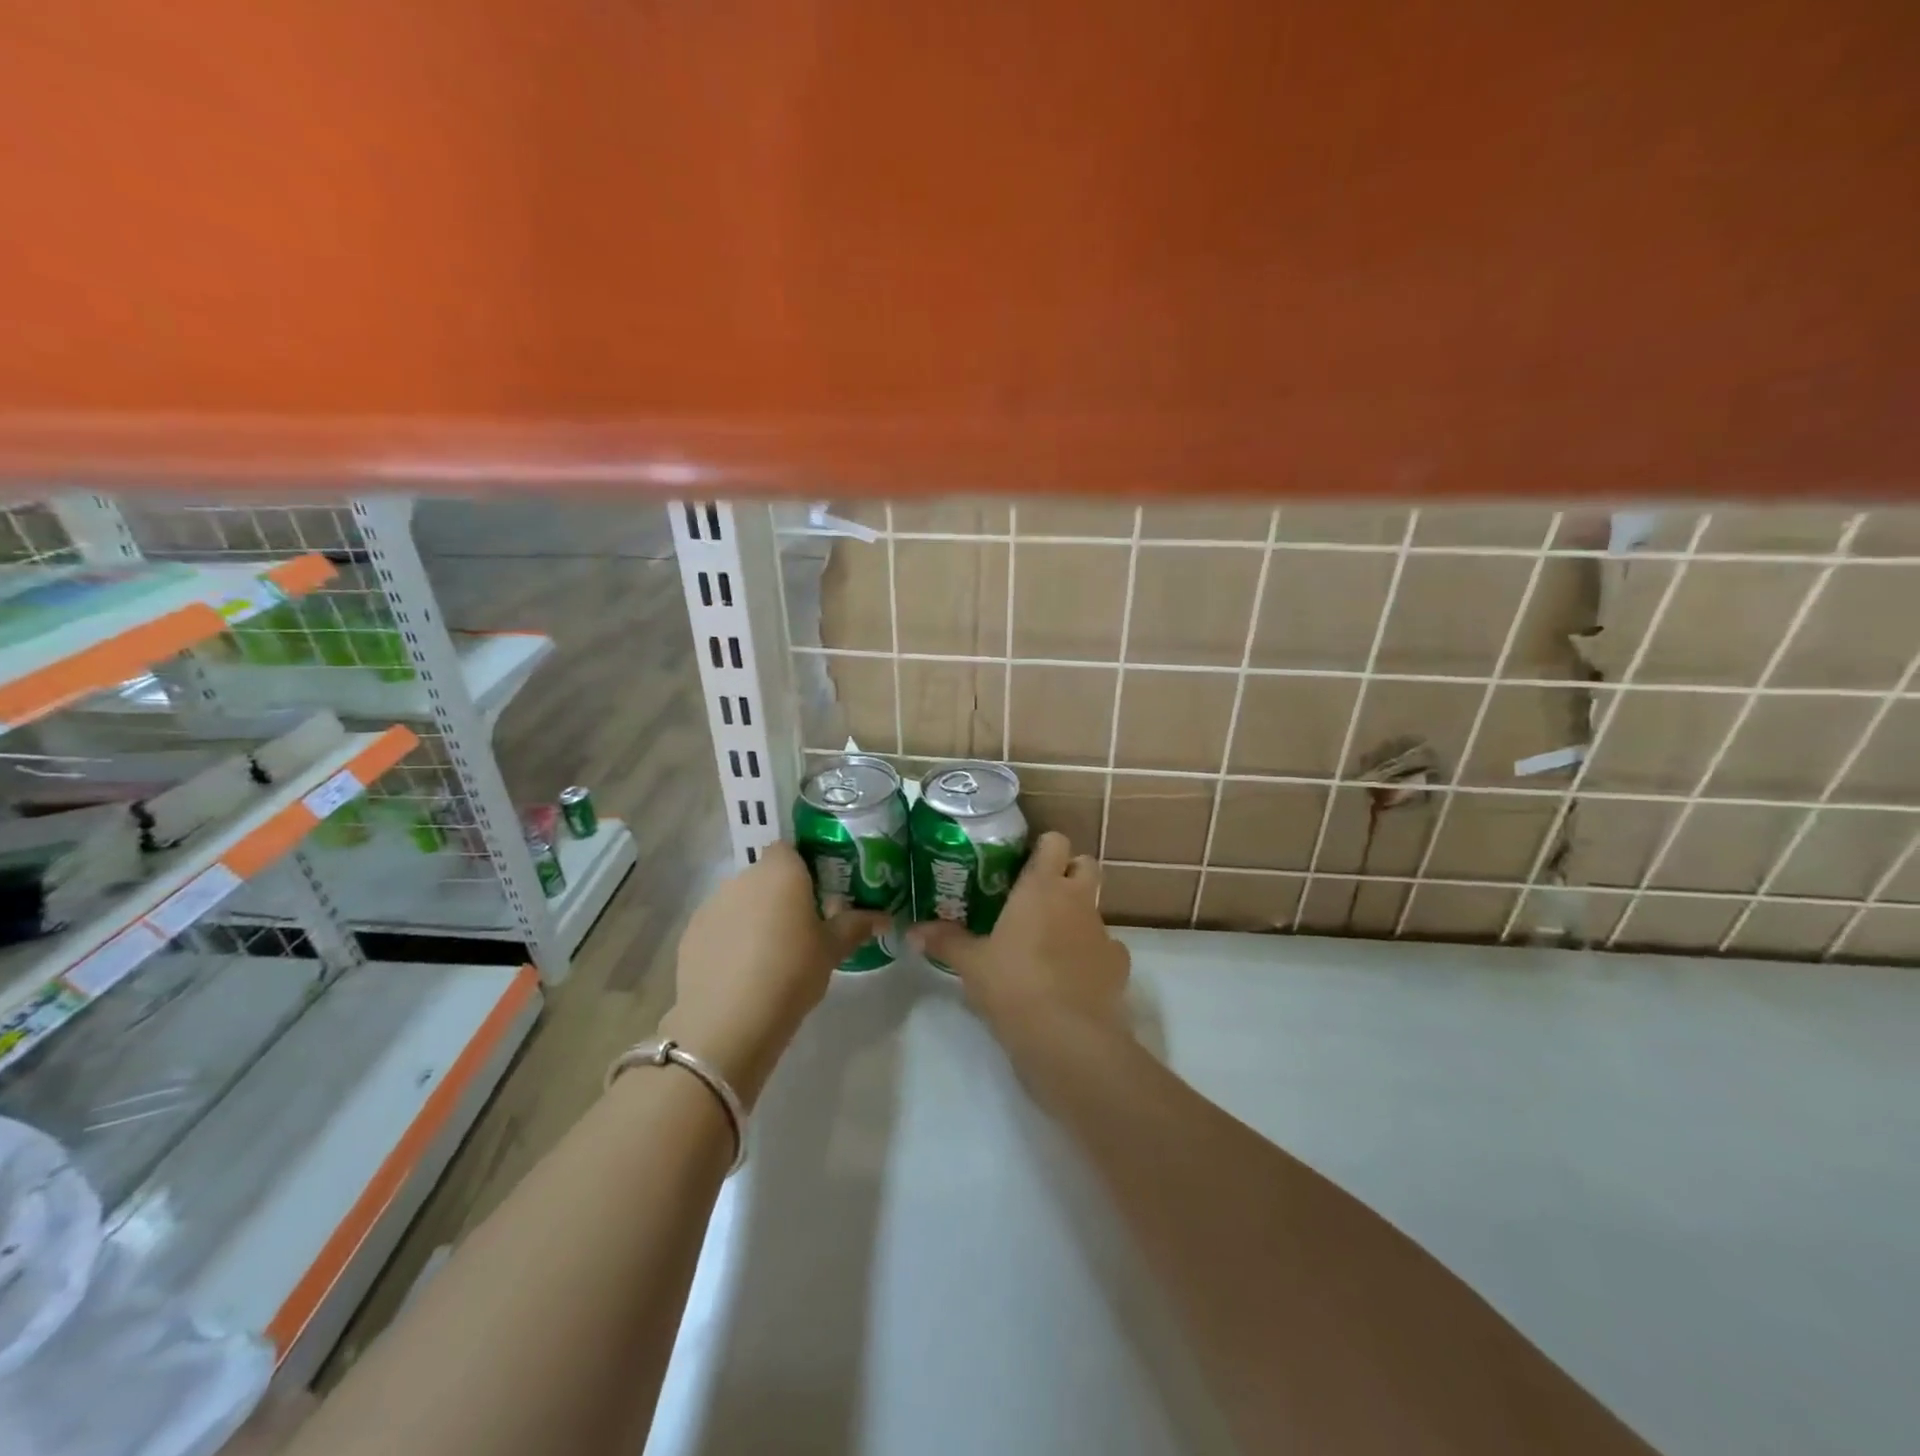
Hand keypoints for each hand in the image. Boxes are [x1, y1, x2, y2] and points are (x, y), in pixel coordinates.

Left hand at [663, 841, 888, 1106]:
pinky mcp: (691, 934)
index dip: (804, 868)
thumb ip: (856, 926)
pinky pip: (719, 926)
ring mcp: (712, 904)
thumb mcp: (831, 951)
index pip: (791, 849)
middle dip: (781, 896)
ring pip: (741, 901)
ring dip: (754, 917)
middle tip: (801, 929)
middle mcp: (743, 877)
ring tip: (770, 956)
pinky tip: (742, 973)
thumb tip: (884, 917)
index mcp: (781, 872)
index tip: (819, 896)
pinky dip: (730, 940)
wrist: (728, 1022)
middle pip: (766, 876)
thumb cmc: (791, 973)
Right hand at [909, 831, 1131, 1062]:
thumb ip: (945, 941)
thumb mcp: (971, 964)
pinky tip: (1074, 976)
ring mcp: (1102, 930)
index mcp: (1041, 887)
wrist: (1067, 1037)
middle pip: (1086, 864)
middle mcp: (1076, 899)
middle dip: (1069, 872)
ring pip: (1095, 907)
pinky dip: (1093, 954)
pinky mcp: (1119, 964)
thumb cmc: (1013, 986)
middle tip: (1042, 894)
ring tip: (1052, 943)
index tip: (1024, 863)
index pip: (1053, 842)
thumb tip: (912, 931)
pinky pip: (1107, 947)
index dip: (1043, 847)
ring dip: (1078, 915)